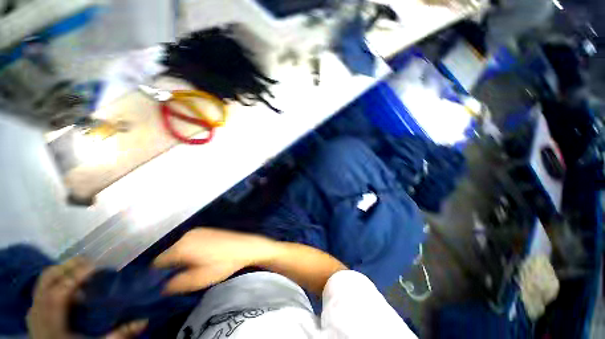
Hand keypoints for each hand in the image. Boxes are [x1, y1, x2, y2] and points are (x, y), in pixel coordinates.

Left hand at [27, 257, 146, 338]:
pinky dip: (57, 280)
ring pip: (44, 280)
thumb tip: (145, 320)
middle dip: (69, 266)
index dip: (79, 274)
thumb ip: (118, 335)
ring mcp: (34, 309)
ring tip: (81, 270)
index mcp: (51, 319)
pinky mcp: (34, 311)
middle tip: (91, 262)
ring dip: (63, 271)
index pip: (62, 289)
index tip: (99, 264)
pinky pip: (43, 288)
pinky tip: (70, 287)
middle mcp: (39, 310)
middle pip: (49, 278)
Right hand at [153, 228, 277, 293]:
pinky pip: (189, 241)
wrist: (245, 247)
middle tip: (181, 275)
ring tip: (193, 266)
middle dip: (171, 265)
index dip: (158, 274)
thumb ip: (176, 284)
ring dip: (181, 257)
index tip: (163, 282)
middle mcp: (186, 235)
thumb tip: (163, 287)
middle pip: (168, 253)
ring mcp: (197, 230)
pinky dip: (190, 249)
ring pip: (179, 247)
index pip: (158, 262)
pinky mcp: (206, 229)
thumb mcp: (198, 280)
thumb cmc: (222, 264)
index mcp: (181, 247)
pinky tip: (202, 256)